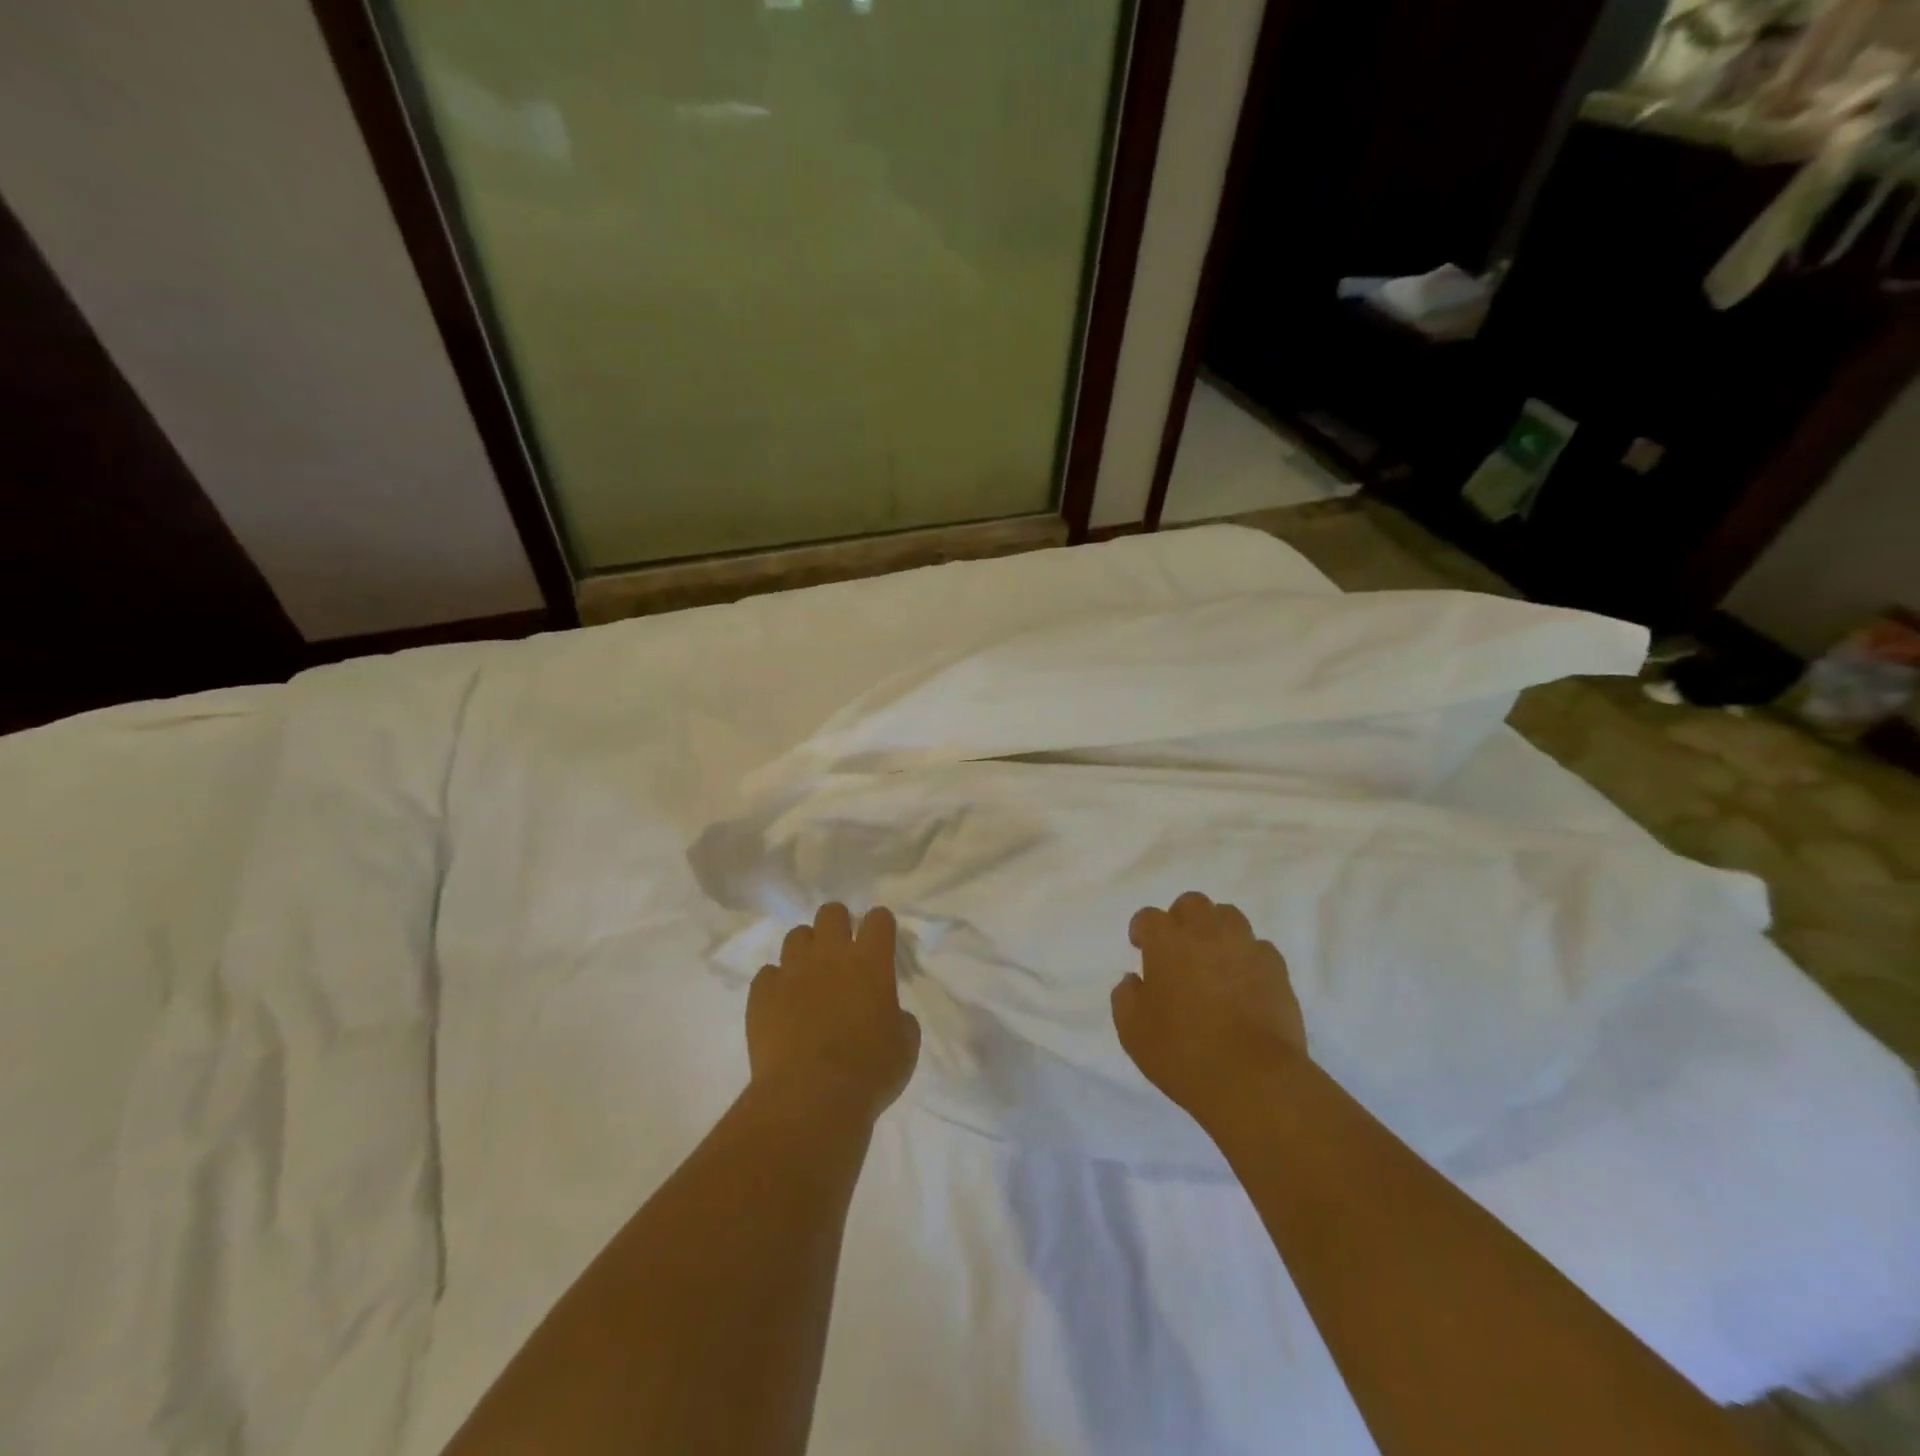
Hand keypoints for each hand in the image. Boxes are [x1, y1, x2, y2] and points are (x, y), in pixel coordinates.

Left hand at [747, 903, 920, 1121]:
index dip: (880, 926)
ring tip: (810, 976)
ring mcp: (791, 971)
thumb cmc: (869, 1072)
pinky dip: (777, 983)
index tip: (880, 940)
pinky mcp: (761, 993)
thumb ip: (899, 1017)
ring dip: (806, 950)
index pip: (878, 919)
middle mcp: (830, 955)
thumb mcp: (905, 1045)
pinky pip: (768, 973)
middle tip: (843, 952)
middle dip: (839, 925)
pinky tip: (783, 1005)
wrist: (810, 1099)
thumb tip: (888, 1013)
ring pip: (796, 935)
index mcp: (870, 961)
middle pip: (831, 912)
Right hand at [1112, 891, 1307, 1126]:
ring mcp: (1245, 948)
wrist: (1253, 1079)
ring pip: (1229, 916)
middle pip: (1192, 903)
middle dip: (1181, 918)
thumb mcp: (1133, 1030)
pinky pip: (1259, 948)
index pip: (1148, 917)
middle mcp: (1206, 933)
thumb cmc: (1182, 1052)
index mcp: (1166, 942)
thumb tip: (1134, 980)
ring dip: (1216, 929)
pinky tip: (1243, 980)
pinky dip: (1247, 956)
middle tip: (1177, 947)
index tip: (1141, 947)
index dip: (1142, 930)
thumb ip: (1126, 996)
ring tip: (1212, 958)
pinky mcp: (1276, 970)